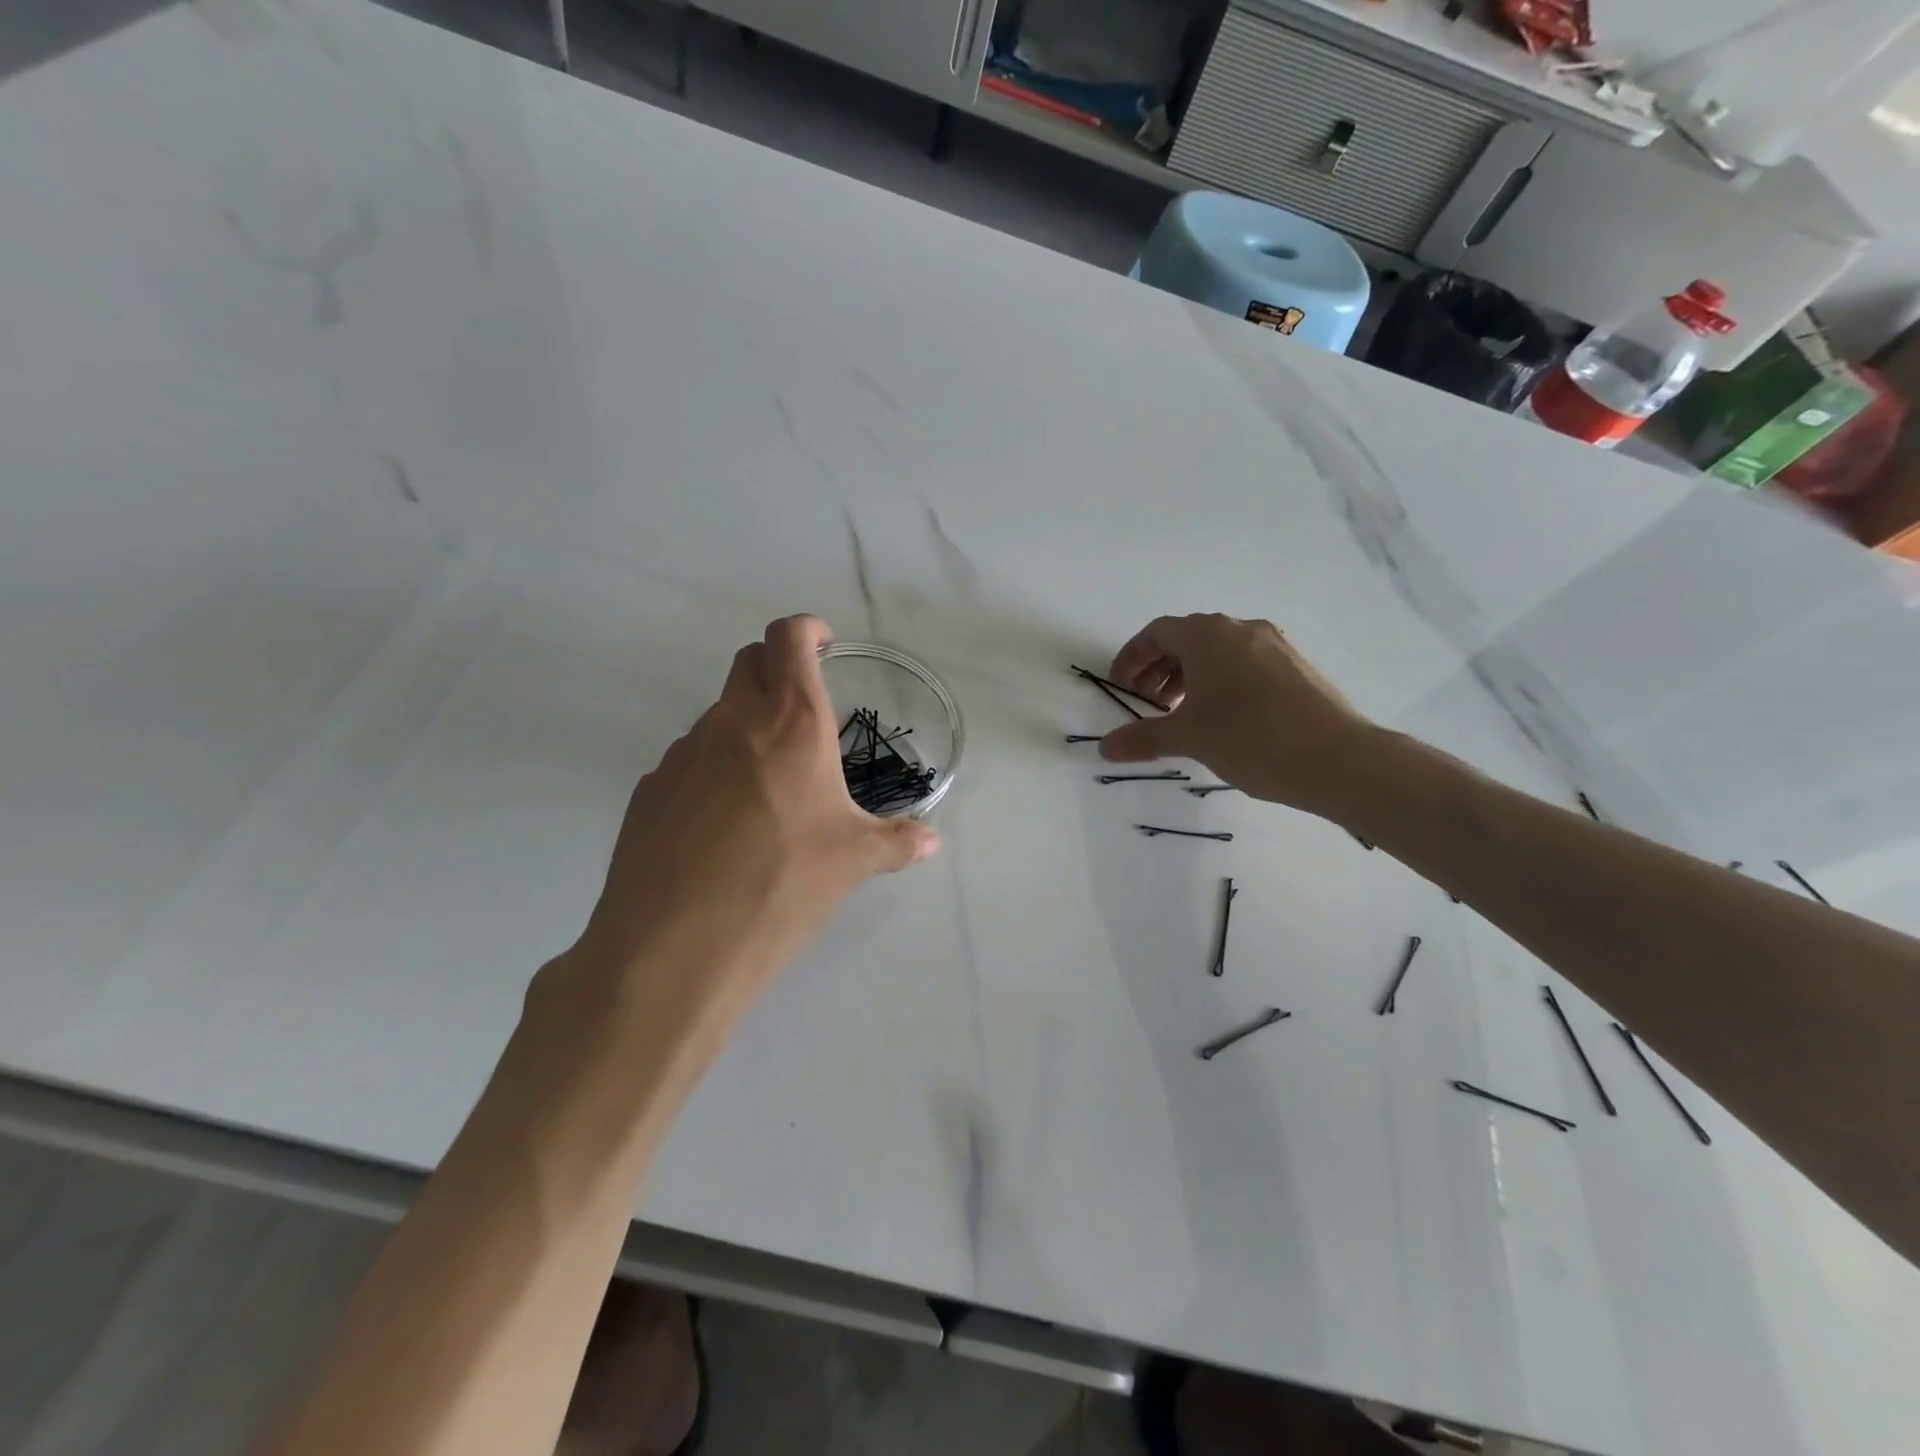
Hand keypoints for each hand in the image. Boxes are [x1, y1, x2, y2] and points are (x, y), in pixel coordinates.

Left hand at [565, 615, 938, 1037]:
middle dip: (776, 668)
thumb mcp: (853, 862)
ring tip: (767, 786)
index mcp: (790, 722)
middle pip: (748, 662)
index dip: (807, 630)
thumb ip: (896, 842)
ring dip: (744, 727)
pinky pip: (688, 761)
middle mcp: (732, 722)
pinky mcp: (649, 790)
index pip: (789, 638)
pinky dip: (712, 769)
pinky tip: (722, 825)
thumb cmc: (782, 885)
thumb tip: (930, 842)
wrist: (675, 946)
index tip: (824, 645)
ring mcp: (682, 753)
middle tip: (803, 711)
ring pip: (717, 715)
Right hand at [1099, 614, 1377, 817]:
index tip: (1120, 687)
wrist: (1339, 759)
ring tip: (1182, 714)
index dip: (1132, 658)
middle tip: (1147, 704)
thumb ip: (1143, 738)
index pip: (1157, 633)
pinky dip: (1220, 682)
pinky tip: (1223, 718)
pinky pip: (1244, 663)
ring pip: (1218, 652)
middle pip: (1186, 639)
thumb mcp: (1188, 738)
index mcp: (1208, 635)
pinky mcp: (1296, 666)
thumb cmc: (1250, 738)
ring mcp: (1274, 645)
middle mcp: (1240, 629)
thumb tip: (1105, 747)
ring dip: (1189, 676)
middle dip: (1159, 669)